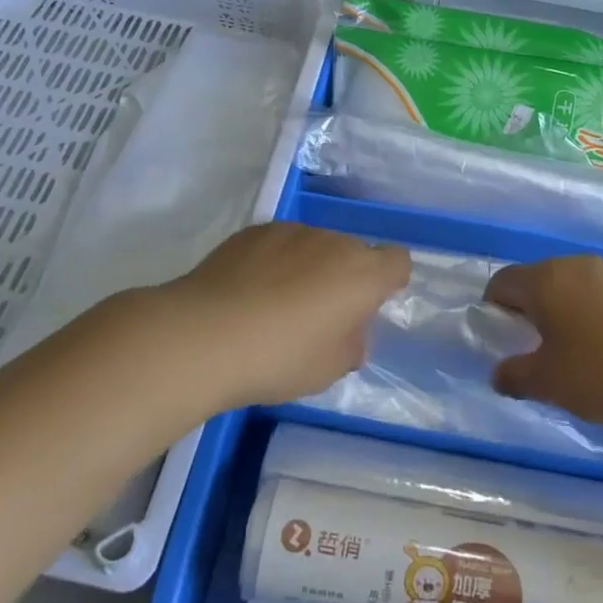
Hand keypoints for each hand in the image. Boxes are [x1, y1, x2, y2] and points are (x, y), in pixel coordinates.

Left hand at [144, 223, 410, 410]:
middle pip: (352, 252)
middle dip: (344, 277)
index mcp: (362, 274)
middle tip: (319, 315)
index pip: (397, 261)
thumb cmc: (279, 358)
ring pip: (314, 245)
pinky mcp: (254, 231)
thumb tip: (349, 334)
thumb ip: (350, 346)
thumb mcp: (328, 370)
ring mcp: (291, 231)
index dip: (388, 281)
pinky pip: (279, 244)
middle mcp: (332, 242)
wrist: (205, 336)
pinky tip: (248, 292)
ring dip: (308, 266)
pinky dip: (274, 261)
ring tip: (276, 303)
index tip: (367, 307)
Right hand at [486, 255, 602, 435]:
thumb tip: (499, 373)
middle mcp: (578, 265)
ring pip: (577, 285)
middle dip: (534, 311)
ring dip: (569, 311)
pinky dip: (602, 312)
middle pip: (540, 280)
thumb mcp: (550, 385)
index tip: (508, 342)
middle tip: (543, 351)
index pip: (502, 282)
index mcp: (547, 280)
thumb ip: (514, 376)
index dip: (495, 311)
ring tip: (584, 352)